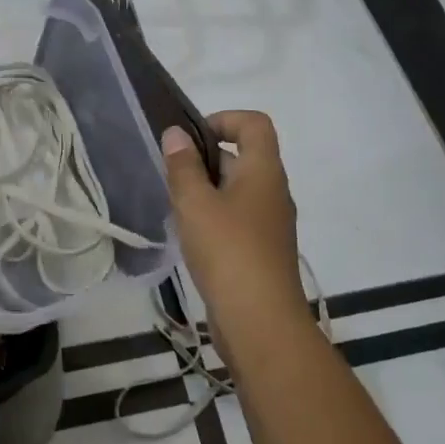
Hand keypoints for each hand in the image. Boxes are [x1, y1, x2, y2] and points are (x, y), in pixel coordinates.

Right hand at [161, 112, 310, 350]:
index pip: (254, 124)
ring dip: (206, 192)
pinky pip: (237, 220)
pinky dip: (213, 219)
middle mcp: (273, 192)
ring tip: (175, 208)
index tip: (191, 139)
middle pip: (243, 157)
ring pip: (236, 192)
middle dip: (205, 160)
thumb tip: (176, 133)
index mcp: (264, 172)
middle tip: (171, 177)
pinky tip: (189, 238)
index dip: (224, 119)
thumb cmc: (228, 251)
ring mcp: (270, 225)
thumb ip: (183, 166)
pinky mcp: (261, 253)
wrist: (261, 323)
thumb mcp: (195, 203)